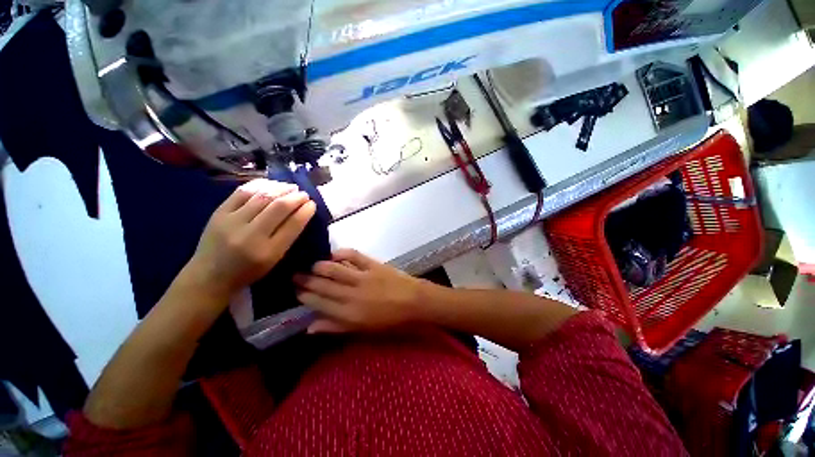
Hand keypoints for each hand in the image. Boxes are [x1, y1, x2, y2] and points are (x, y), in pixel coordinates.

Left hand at [185, 179, 316, 300]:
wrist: (210, 276)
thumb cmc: (249, 271)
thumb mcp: (274, 260)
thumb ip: (288, 237)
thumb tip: (301, 213)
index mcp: (268, 252)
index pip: (293, 225)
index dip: (306, 211)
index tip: (313, 204)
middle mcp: (250, 235)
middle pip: (279, 207)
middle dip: (296, 197)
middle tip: (304, 194)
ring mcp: (232, 222)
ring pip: (262, 196)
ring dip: (281, 189)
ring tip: (291, 187)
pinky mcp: (218, 213)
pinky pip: (242, 192)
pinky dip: (260, 185)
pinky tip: (271, 184)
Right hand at [294, 249, 431, 333]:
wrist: (414, 301)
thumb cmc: (390, 319)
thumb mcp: (363, 330)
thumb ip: (336, 327)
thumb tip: (310, 327)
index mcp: (349, 313)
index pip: (320, 303)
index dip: (305, 296)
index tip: (295, 290)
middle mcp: (352, 294)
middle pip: (323, 285)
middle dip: (306, 280)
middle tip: (295, 275)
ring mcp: (362, 277)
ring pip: (335, 270)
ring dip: (319, 266)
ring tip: (310, 265)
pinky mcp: (373, 265)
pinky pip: (354, 256)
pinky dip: (342, 253)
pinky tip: (334, 253)